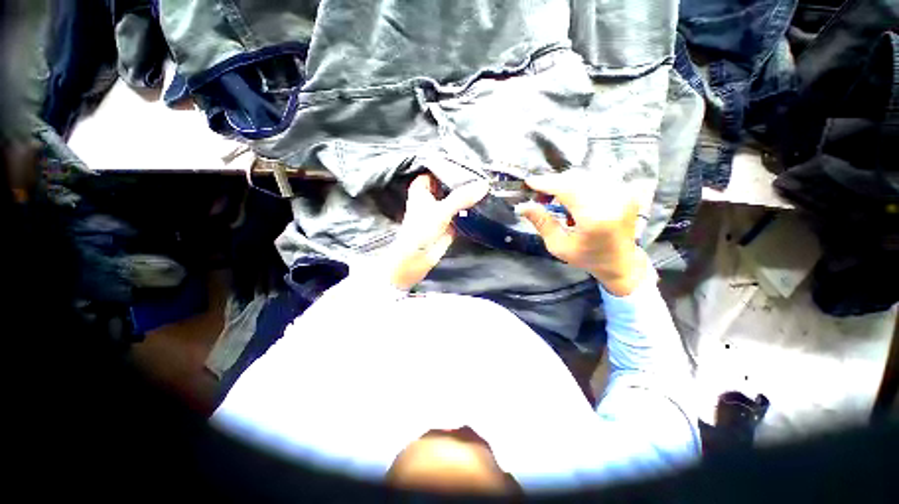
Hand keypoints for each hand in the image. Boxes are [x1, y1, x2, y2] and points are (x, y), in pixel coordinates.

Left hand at [383, 174, 488, 289]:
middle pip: (451, 184)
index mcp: (422, 187)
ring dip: (470, 195)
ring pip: (458, 198)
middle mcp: (432, 196)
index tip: (472, 162)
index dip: (454, 166)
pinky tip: (486, 202)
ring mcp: (442, 209)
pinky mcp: (451, 222)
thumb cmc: (421, 230)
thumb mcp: (441, 210)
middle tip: (485, 173)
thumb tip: (484, 185)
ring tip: (489, 186)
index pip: (439, 170)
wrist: (417, 258)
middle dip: (465, 181)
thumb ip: (462, 197)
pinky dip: (472, 209)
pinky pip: (463, 212)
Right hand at [517, 171, 647, 295]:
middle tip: (539, 194)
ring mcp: (622, 193)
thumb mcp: (558, 245)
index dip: (546, 183)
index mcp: (595, 218)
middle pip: (575, 179)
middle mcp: (612, 200)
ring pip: (585, 176)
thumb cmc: (587, 257)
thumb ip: (541, 223)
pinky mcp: (624, 190)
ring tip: (554, 198)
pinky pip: (595, 178)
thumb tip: (522, 206)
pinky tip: (571, 197)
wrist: (621, 261)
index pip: (567, 189)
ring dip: (565, 183)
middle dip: (553, 182)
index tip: (529, 182)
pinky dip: (578, 184)